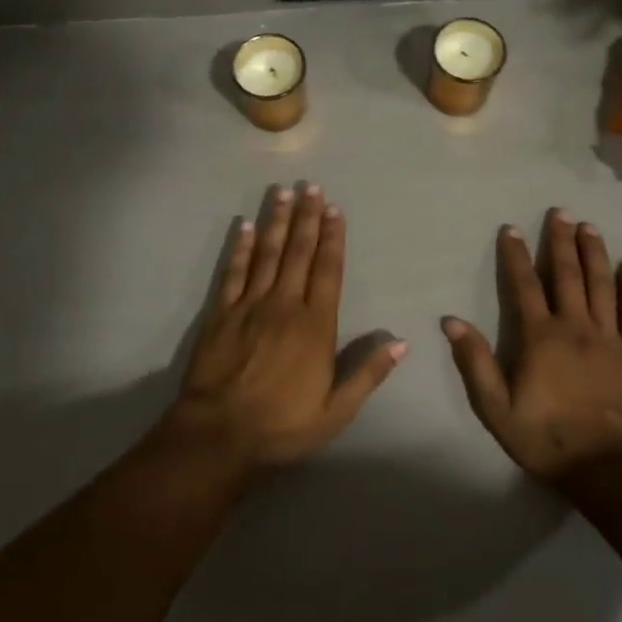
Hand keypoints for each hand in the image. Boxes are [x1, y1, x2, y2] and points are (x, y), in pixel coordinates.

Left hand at [167, 184, 404, 474]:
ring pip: (267, 253)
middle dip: (306, 217)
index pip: (328, 271)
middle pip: (298, 252)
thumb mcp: (336, 411)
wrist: (219, 434)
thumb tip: (401, 343)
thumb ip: (367, 374)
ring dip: (276, 221)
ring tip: (283, 192)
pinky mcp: (221, 313)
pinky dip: (240, 247)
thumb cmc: (282, 426)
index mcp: (315, 326)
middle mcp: (284, 305)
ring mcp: (249, 305)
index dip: (333, 238)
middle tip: (311, 186)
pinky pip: (233, 272)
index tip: (335, 209)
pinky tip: (244, 225)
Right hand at [442, 209, 621, 486]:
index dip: (516, 255)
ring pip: (602, 285)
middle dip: (560, 241)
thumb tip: (452, 321)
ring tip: (589, 227)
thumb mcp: (496, 408)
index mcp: (540, 337)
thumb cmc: (546, 439)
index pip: (524, 285)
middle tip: (560, 213)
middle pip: (567, 275)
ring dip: (594, 253)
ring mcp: (609, 338)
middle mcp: (575, 327)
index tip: (511, 228)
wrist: (608, 468)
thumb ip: (476, 362)